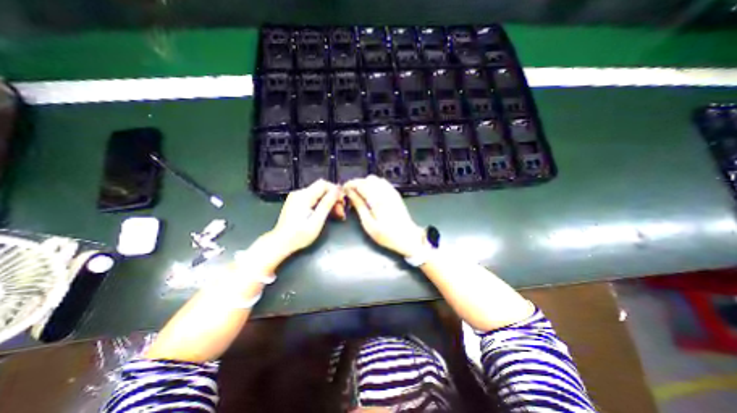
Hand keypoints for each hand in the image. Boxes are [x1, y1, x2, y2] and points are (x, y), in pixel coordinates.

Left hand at [262, 180, 345, 262]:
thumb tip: (338, 190)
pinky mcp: (297, 203)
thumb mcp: (317, 220)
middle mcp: (299, 193)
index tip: (343, 202)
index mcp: (304, 196)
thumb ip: (327, 203)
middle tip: (341, 212)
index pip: (324, 184)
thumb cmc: (299, 235)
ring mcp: (297, 197)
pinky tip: (327, 214)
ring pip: (318, 194)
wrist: (280, 243)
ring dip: (329, 203)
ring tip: (337, 215)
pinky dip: (322, 205)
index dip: (336, 191)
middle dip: (334, 199)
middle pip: (321, 189)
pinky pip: (313, 199)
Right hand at [342, 174, 422, 258]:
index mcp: (377, 198)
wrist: (408, 237)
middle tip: (351, 194)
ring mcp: (391, 191)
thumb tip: (350, 193)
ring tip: (360, 194)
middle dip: (357, 183)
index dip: (350, 184)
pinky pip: (383, 183)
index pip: (360, 183)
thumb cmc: (386, 234)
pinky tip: (371, 195)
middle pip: (367, 179)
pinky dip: (374, 185)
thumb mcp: (368, 223)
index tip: (344, 190)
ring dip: (366, 184)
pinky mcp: (395, 194)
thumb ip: (359, 206)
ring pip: (375, 179)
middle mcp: (385, 191)